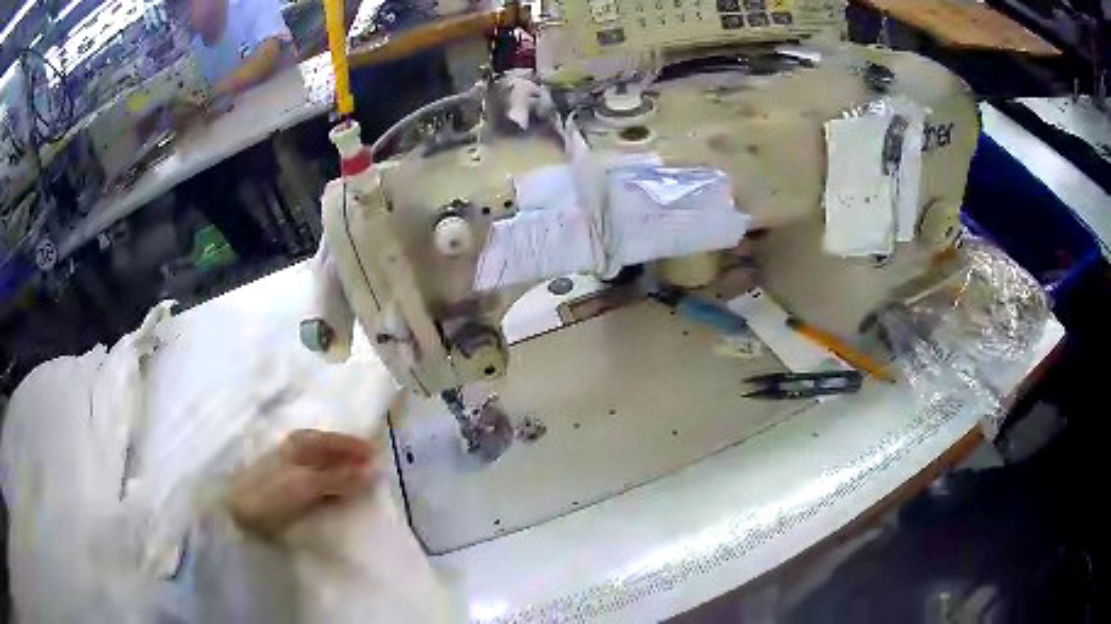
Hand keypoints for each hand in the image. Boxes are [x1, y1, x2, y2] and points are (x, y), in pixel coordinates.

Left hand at [227, 430, 375, 536]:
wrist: (237, 512)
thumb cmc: (270, 493)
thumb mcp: (307, 484)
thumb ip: (339, 478)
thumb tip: (375, 471)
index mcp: (301, 442)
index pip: (336, 440)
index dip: (357, 447)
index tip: (380, 457)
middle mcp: (296, 449)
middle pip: (331, 450)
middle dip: (352, 457)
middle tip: (376, 469)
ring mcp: (291, 467)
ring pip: (325, 464)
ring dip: (344, 471)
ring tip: (362, 482)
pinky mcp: (288, 486)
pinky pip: (319, 480)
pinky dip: (333, 484)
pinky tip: (338, 493)